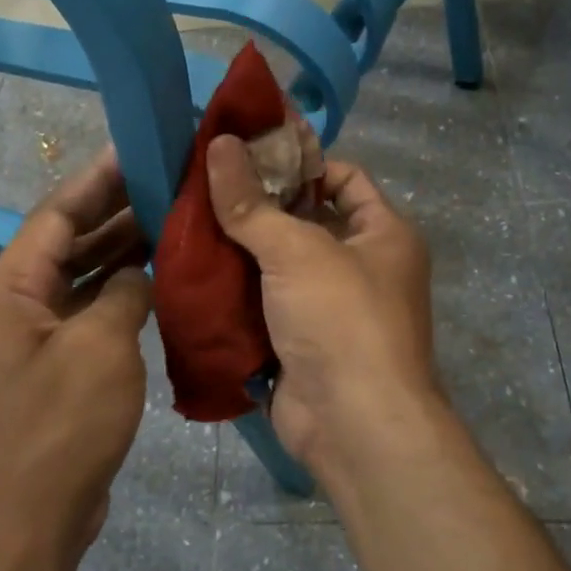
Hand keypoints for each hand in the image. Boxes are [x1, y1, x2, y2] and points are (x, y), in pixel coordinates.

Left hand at [0, 149, 152, 566]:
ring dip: (121, 250)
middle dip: (114, 210)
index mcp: (7, 289)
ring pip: (80, 276)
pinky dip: (120, 292)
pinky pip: (88, 310)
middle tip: (166, 181)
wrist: (33, 521)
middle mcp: (12, 304)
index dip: (97, 180)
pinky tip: (158, 277)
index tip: (136, 150)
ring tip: (171, 218)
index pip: (55, 215)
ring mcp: (33, 336)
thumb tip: (139, 272)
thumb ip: (124, 292)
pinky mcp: (54, 364)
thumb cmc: (61, 426)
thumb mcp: (100, 347)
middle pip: (67, 241)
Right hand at [206, 136, 445, 476]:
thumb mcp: (297, 250)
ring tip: (187, 220)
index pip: (343, 177)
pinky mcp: (301, 341)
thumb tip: (218, 144)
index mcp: (383, 233)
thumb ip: (252, 202)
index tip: (247, 154)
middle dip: (258, 205)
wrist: (353, 426)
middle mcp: (362, 265)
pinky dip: (235, 290)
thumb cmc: (341, 320)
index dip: (300, 161)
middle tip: (202, 185)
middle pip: (305, 219)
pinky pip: (264, 303)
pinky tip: (194, 270)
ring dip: (240, 248)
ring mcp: (330, 307)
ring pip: (278, 263)